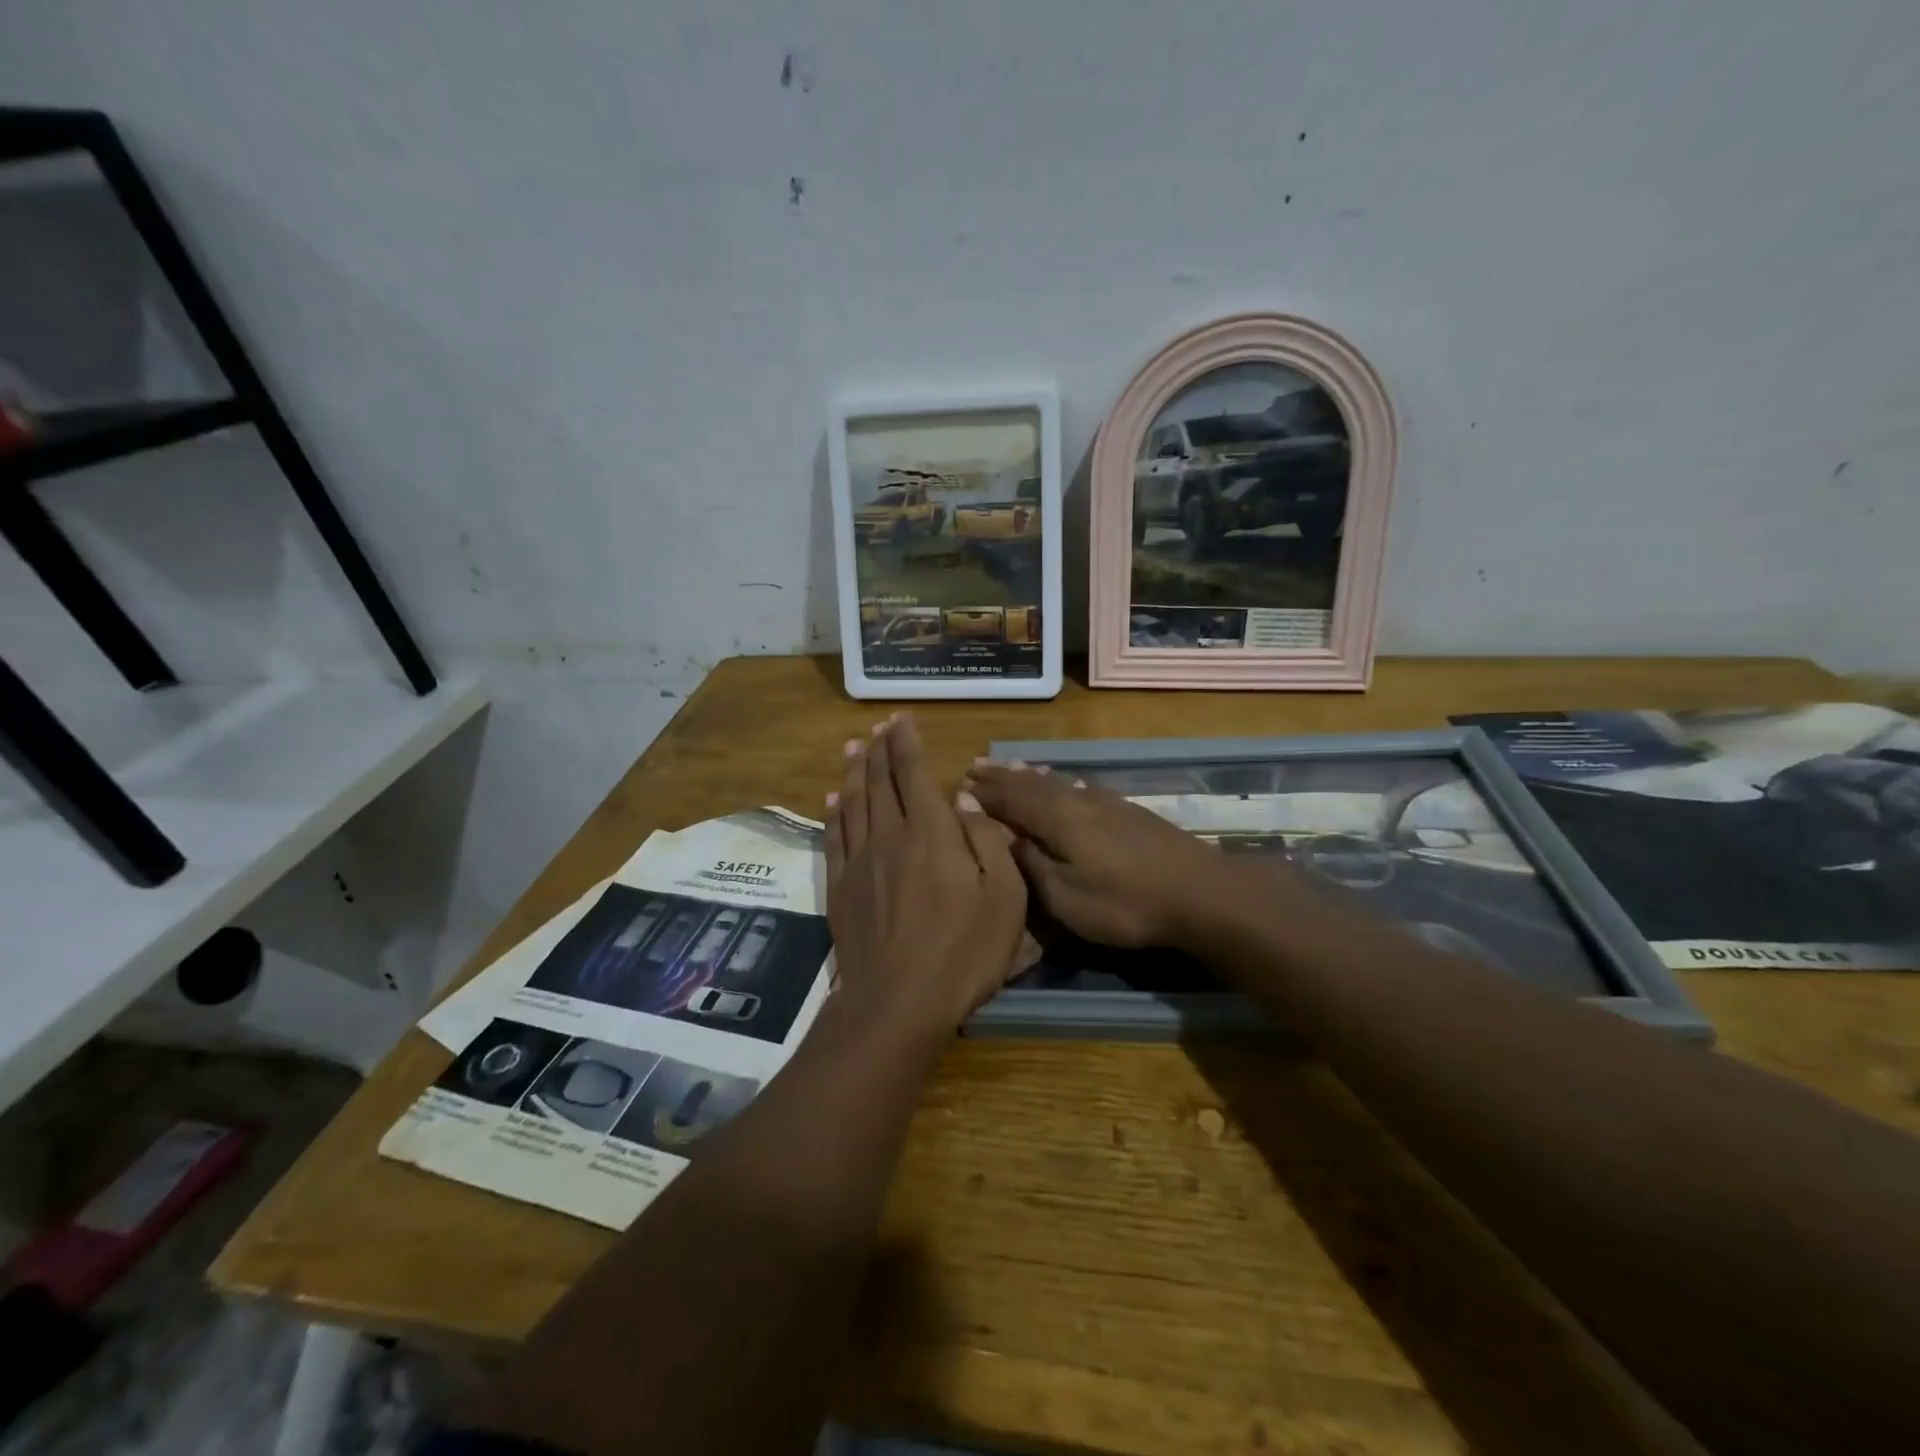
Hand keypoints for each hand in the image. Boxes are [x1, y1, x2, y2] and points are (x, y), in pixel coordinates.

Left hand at [825, 715, 1028, 1035]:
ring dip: (853, 772)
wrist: (898, 1002)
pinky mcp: (841, 887)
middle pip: (878, 781)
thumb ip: (987, 840)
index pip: (913, 772)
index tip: (901, 719)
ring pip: (852, 802)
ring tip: (853, 748)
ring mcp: (859, 861)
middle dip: (878, 749)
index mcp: (930, 832)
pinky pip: (833, 837)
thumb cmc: (963, 951)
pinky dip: (832, 812)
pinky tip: (832, 799)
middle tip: (878, 726)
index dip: (906, 742)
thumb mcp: (1004, 896)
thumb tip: (963, 800)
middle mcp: (889, 834)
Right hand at [961, 761, 1220, 949]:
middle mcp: (1077, 800)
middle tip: (975, 765)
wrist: (1200, 893)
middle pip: (1031, 783)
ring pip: (1056, 782)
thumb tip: (999, 833)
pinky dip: (1058, 782)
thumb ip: (1030, 862)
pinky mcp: (1126, 811)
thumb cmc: (1125, 902)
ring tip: (1010, 767)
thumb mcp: (1066, 896)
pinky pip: (1077, 787)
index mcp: (1057, 819)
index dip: (984, 793)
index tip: (958, 784)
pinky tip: (1062, 784)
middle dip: (1001, 776)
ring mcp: (1105, 802)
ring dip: (1028, 775)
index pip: (1010, 799)